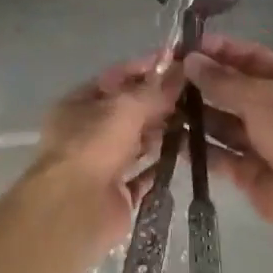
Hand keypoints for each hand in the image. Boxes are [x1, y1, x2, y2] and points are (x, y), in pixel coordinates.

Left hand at [35, 56, 183, 242]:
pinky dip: (163, 165)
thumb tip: (181, 69)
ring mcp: (102, 164)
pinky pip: (145, 174)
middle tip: (196, 94)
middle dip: (159, 103)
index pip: (116, 78)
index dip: (146, 69)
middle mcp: (87, 132)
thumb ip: (155, 90)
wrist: (74, 209)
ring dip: (164, 133)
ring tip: (198, 122)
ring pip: (138, 142)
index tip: (179, 63)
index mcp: (78, 104)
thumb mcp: (125, 107)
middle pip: (129, 111)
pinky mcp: (117, 193)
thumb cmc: (92, 146)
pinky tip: (189, 155)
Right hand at [184, 35, 272, 234]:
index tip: (187, 46)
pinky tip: (171, 140)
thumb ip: (223, 81)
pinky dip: (199, 149)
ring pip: (223, 123)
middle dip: (203, 83)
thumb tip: (190, 60)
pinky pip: (219, 155)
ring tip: (162, 106)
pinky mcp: (249, 171)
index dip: (221, 51)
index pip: (251, 58)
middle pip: (234, 90)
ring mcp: (262, 141)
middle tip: (167, 77)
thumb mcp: (261, 97)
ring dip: (196, 115)